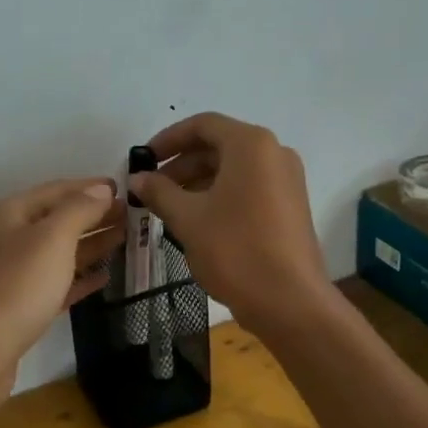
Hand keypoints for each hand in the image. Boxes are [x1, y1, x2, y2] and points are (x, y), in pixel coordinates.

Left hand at [0, 178, 122, 413]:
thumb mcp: (52, 238)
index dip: (90, 187)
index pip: (57, 189)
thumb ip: (79, 210)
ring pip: (59, 252)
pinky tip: (104, 277)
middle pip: (58, 219)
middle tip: (133, 217)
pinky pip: (56, 284)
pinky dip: (80, 278)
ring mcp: (13, 274)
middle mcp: (9, 238)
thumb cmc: (15, 286)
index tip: (125, 190)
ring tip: (126, 240)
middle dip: (94, 215)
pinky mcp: (20, 308)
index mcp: (11, 213)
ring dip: (91, 245)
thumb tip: (100, 189)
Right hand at [129, 113, 328, 330]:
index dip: (168, 139)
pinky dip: (219, 194)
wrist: (289, 301)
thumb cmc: (234, 250)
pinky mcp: (290, 206)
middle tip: (151, 188)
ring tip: (168, 207)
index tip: (143, 159)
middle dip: (181, 163)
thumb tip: (137, 179)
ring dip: (197, 181)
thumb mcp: (187, 218)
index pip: (202, 125)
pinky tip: (196, 220)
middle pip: (218, 145)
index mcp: (251, 145)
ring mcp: (286, 180)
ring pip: (233, 168)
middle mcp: (274, 153)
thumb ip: (159, 192)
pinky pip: (248, 187)